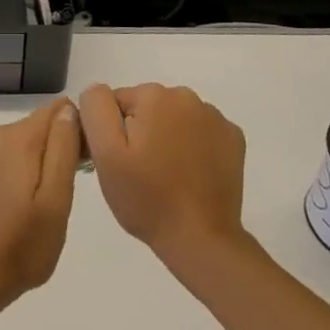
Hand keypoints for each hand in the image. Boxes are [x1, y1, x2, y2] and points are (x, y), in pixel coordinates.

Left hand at [0, 98, 81, 311]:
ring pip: (22, 145)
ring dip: (39, 164)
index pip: (59, 110)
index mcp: (19, 138)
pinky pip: (4, 161)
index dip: (78, 131)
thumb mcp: (56, 200)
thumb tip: (69, 109)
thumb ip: (63, 149)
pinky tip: (19, 209)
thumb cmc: (21, 245)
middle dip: (58, 148)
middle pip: (40, 126)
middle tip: (66, 193)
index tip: (84, 165)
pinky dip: (18, 175)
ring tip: (44, 206)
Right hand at [78, 83, 246, 267]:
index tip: (119, 162)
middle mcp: (186, 95)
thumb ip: (96, 109)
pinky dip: (194, 146)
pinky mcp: (233, 137)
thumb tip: (98, 90)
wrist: (201, 239)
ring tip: (166, 176)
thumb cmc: (148, 198)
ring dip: (166, 137)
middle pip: (147, 107)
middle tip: (140, 172)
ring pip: (174, 118)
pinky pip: (201, 131)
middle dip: (140, 132)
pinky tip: (191, 174)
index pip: (116, 102)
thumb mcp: (106, 154)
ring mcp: (214, 116)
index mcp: (153, 95)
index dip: (113, 132)